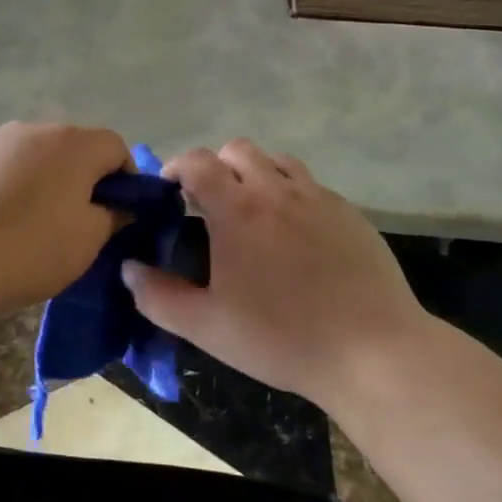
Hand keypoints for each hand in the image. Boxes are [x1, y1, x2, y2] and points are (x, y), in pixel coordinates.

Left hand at [0, 122, 130, 312]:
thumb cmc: (25, 249)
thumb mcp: (86, 243)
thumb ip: (112, 216)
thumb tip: (118, 205)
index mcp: (72, 143)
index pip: (115, 147)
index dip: (124, 181)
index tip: (114, 216)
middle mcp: (31, 129)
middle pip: (70, 150)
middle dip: (78, 181)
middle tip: (71, 225)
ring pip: (30, 158)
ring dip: (38, 183)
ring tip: (24, 227)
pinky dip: (1, 189)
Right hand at [121, 140, 435, 407]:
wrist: (373, 352)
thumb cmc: (282, 338)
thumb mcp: (207, 327)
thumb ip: (158, 296)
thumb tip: (129, 269)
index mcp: (238, 210)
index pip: (198, 162)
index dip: (176, 167)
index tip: (169, 190)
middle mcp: (277, 190)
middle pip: (238, 150)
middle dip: (216, 167)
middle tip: (210, 204)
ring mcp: (319, 198)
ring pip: (278, 161)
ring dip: (256, 174)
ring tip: (253, 212)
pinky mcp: (350, 212)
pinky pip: (311, 186)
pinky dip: (292, 194)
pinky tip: (296, 235)